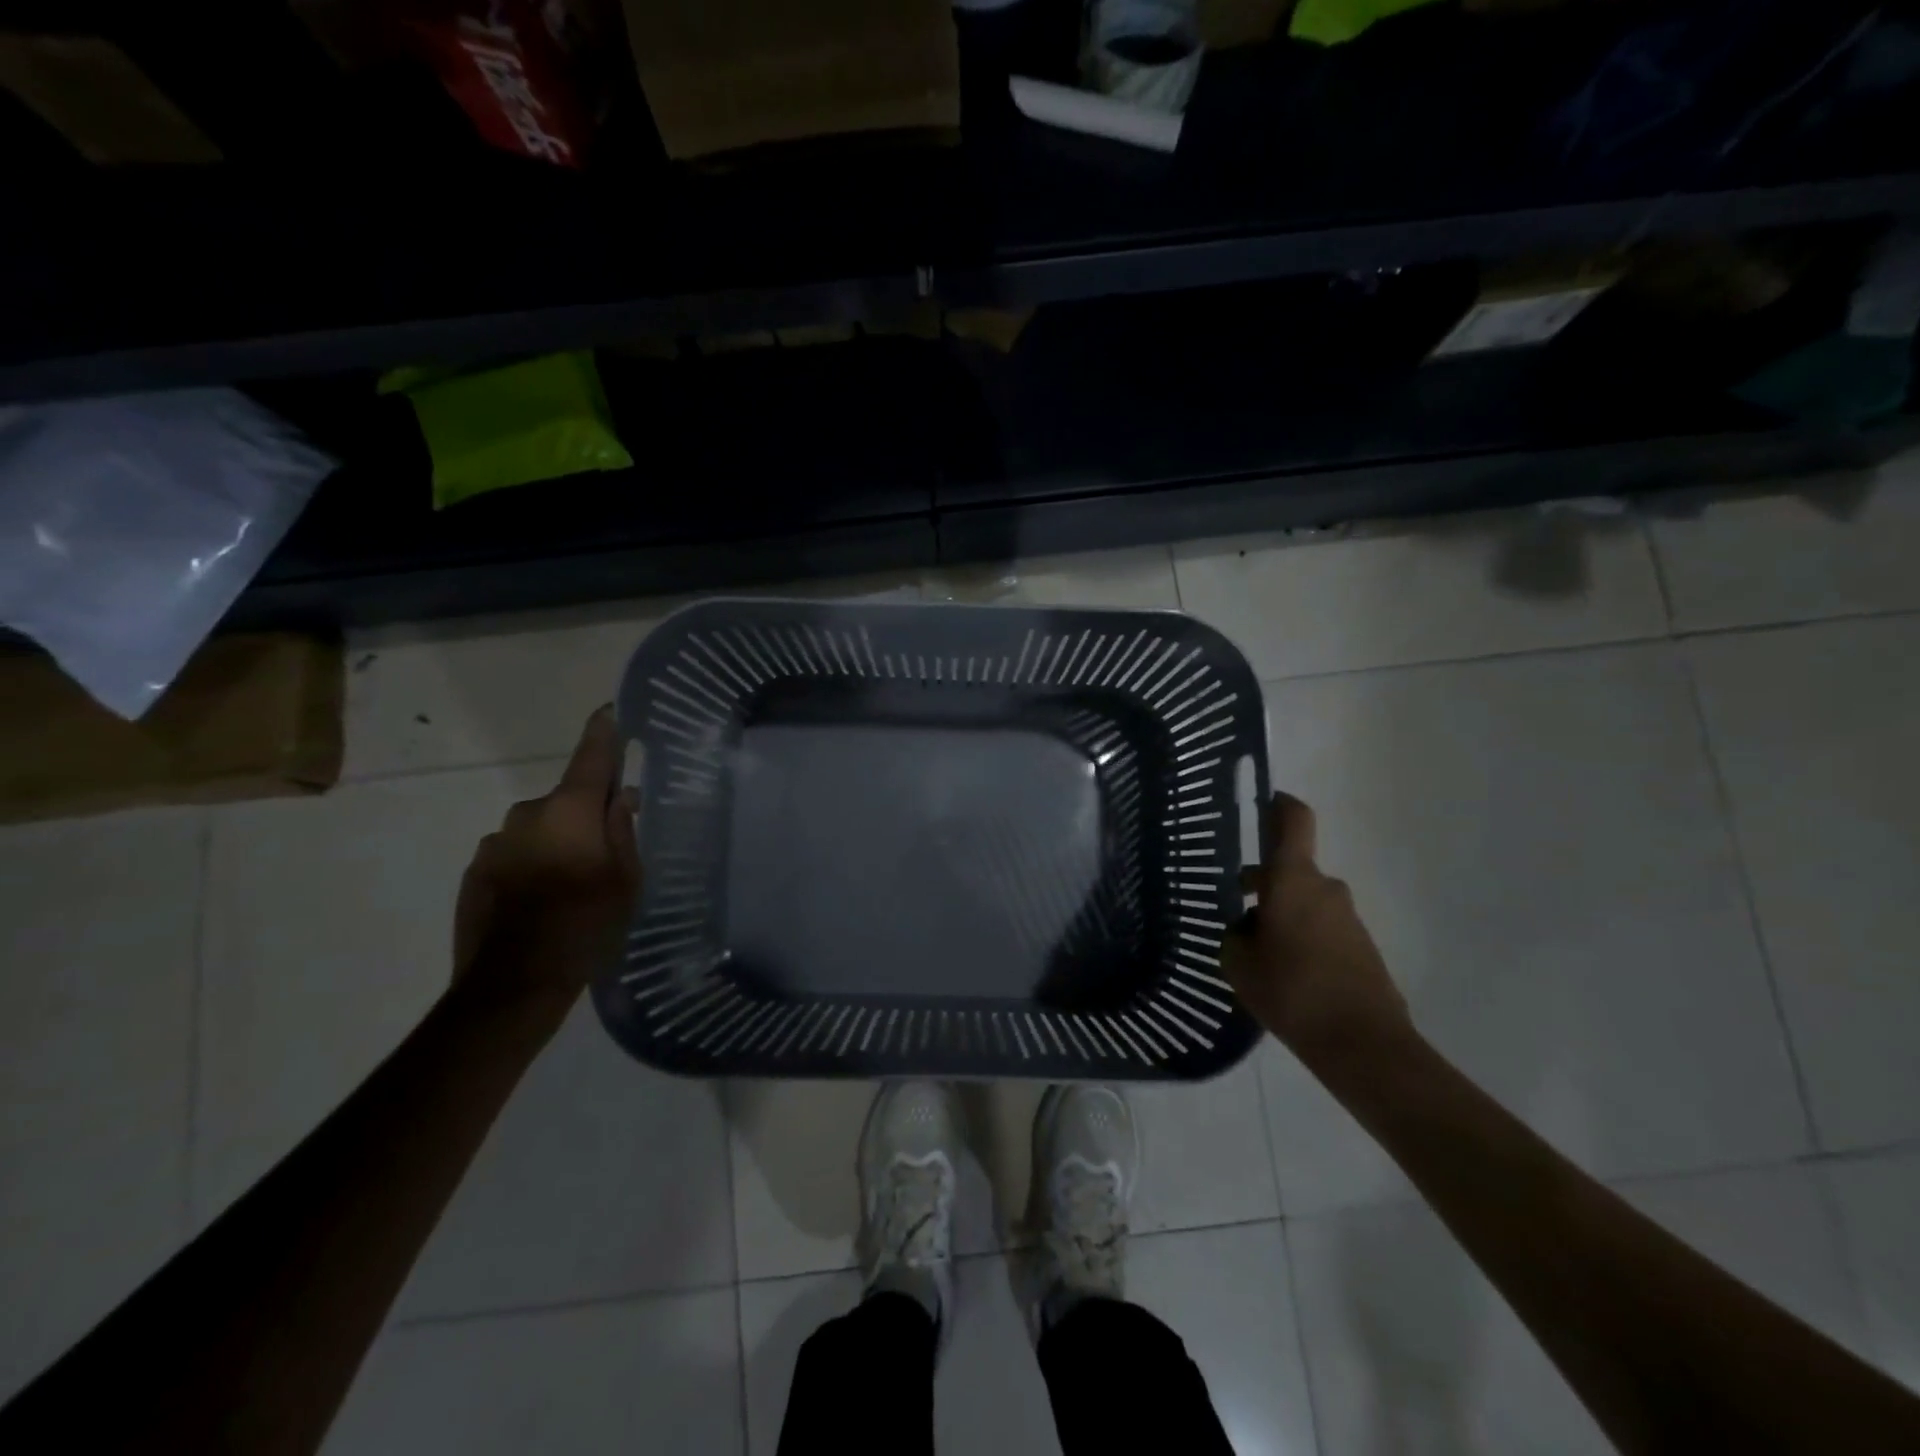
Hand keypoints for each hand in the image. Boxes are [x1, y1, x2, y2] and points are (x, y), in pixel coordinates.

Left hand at [452, 707, 640, 1006]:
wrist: (512, 984)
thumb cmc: (586, 924)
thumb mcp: (626, 879)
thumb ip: (623, 831)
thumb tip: (621, 796)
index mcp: (569, 810)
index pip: (591, 757)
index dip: (604, 733)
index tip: (609, 711)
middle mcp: (527, 815)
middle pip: (567, 801)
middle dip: (587, 814)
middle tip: (609, 849)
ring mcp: (494, 844)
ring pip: (540, 831)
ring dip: (558, 843)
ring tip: (574, 884)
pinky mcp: (474, 872)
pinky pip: (515, 855)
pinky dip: (532, 866)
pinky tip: (544, 901)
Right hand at [1221, 793, 1410, 1066]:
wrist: (1363, 1045)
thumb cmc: (1291, 991)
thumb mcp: (1238, 963)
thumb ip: (1235, 935)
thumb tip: (1247, 927)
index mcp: (1293, 879)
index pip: (1294, 820)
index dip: (1280, 804)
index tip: (1264, 802)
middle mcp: (1324, 888)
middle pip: (1291, 869)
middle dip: (1263, 883)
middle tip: (1234, 907)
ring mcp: (1348, 918)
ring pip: (1306, 901)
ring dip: (1282, 915)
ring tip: (1256, 954)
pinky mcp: (1362, 947)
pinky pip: (1323, 928)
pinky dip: (1302, 938)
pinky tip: (1285, 974)